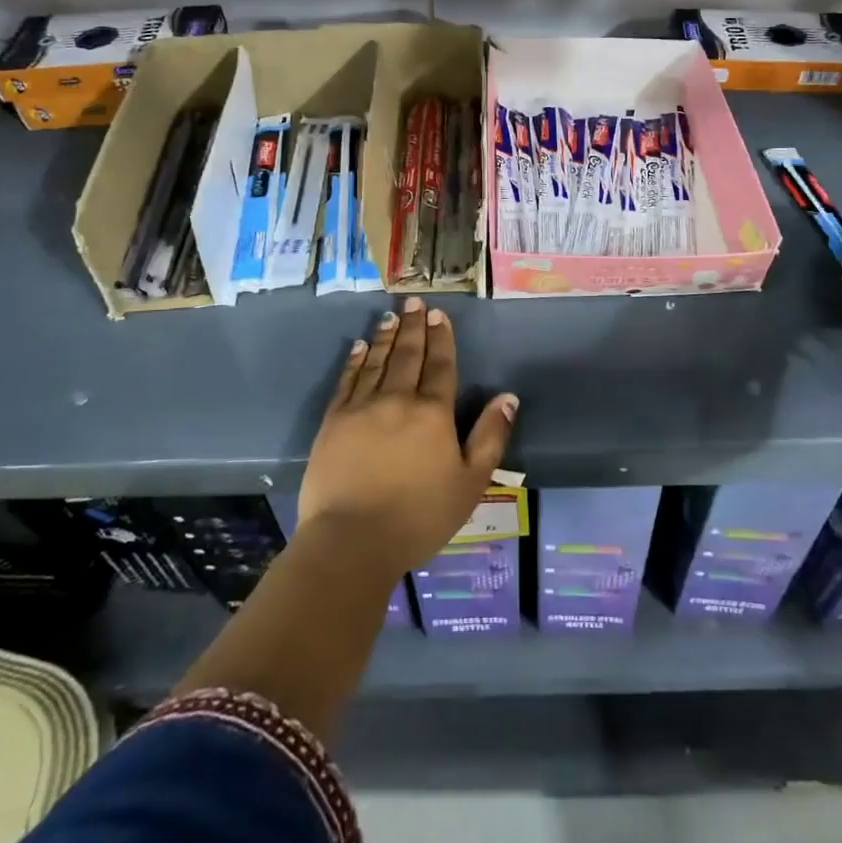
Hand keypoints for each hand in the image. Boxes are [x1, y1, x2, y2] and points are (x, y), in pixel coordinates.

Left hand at [299, 297, 518, 577]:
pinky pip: (347, 381)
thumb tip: (508, 397)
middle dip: (414, 326)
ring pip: (377, 361)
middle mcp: (397, 399)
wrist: (352, 540)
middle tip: (414, 301)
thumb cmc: (419, 517)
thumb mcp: (470, 483)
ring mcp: (361, 407)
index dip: (441, 338)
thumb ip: (490, 437)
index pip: (440, 365)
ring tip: (391, 315)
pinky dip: (355, 361)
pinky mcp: (334, 421)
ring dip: (386, 336)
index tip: (440, 314)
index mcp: (432, 413)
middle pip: (408, 355)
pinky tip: (359, 347)